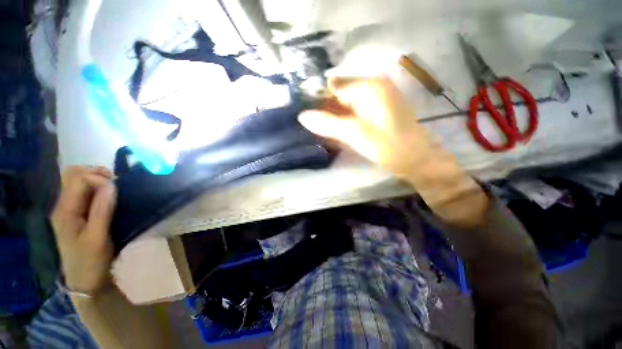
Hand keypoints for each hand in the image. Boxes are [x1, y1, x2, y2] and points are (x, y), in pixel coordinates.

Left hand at [51, 166, 116, 294]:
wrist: (84, 280)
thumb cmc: (91, 260)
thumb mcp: (98, 237)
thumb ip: (102, 209)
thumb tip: (111, 184)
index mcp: (65, 211)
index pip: (77, 179)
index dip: (99, 178)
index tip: (117, 188)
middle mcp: (62, 205)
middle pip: (72, 174)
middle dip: (95, 173)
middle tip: (115, 182)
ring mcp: (67, 209)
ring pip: (77, 180)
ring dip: (96, 179)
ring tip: (113, 188)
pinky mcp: (74, 214)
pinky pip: (82, 191)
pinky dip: (96, 187)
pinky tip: (107, 196)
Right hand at [299, 76, 439, 176]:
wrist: (416, 158)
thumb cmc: (387, 145)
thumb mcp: (354, 134)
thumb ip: (327, 124)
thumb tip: (302, 116)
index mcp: (368, 85)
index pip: (333, 85)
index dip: (318, 99)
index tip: (308, 116)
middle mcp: (373, 84)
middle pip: (340, 93)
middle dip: (326, 109)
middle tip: (315, 127)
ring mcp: (378, 96)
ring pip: (347, 102)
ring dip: (335, 115)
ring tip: (324, 130)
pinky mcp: (379, 108)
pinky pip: (355, 109)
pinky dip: (345, 118)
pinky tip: (339, 130)